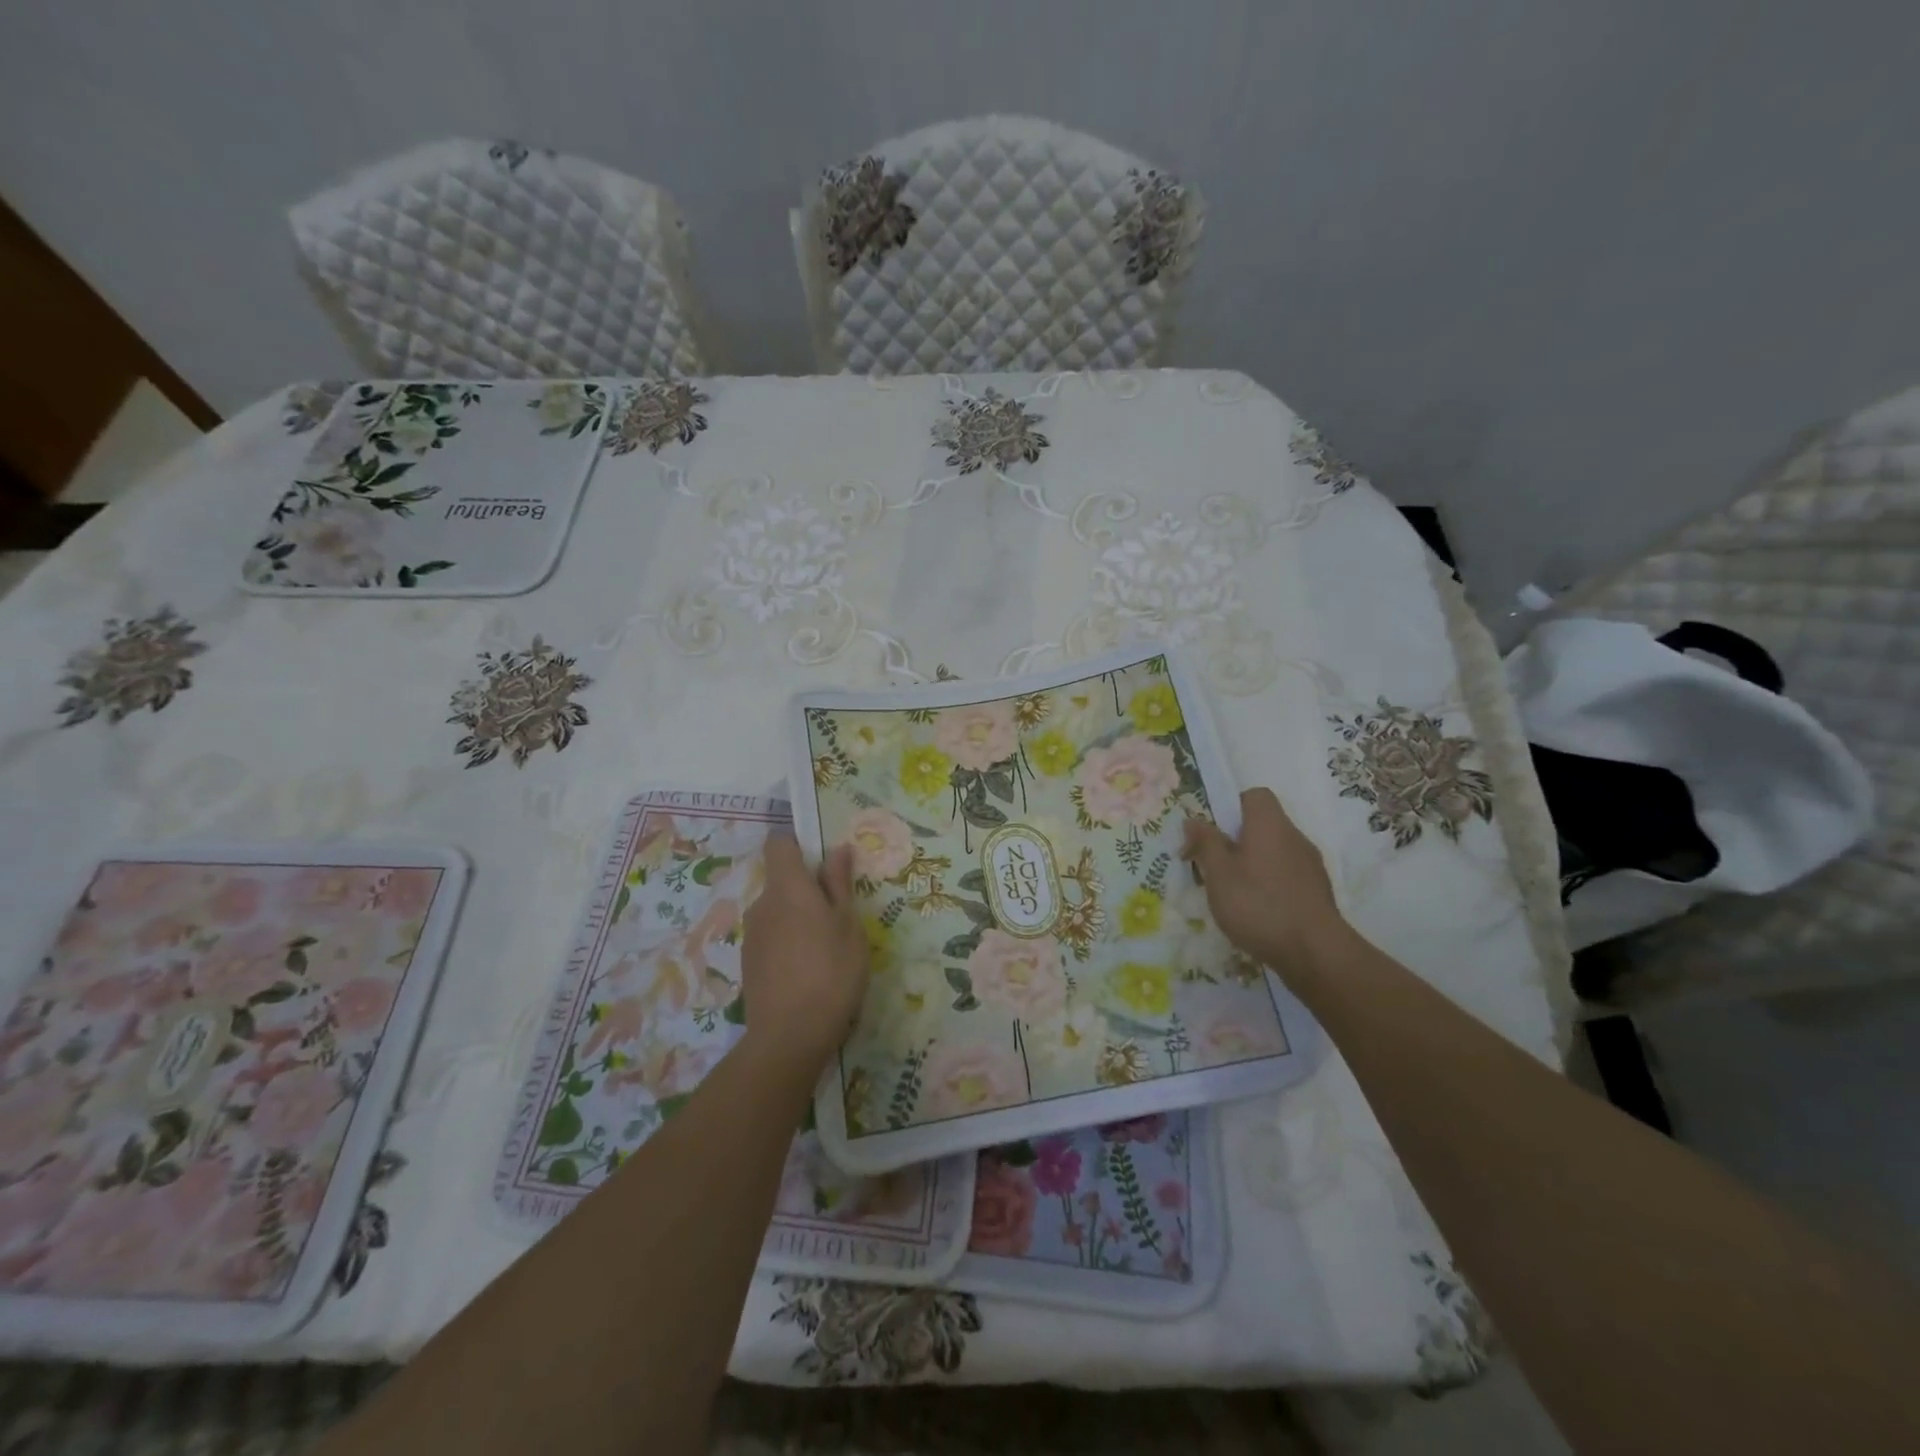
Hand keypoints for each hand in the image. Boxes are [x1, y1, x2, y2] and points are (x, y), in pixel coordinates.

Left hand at [739, 836, 867, 1072]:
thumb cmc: (831, 971)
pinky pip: (771, 937)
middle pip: (781, 880)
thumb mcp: (848, 924)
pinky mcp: (748, 963)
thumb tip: (837, 848)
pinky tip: (808, 971)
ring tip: (827, 948)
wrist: (790, 1036)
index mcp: (787, 887)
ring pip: (777, 911)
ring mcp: (751, 935)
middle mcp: (762, 904)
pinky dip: (788, 943)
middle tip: (839, 914)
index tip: (824, 862)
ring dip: (798, 918)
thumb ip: (839, 883)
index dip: (799, 844)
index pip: (779, 843)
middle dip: (807, 889)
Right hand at [1182, 788, 1349, 975]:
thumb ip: (1205, 843)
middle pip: (1262, 825)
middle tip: (1214, 868)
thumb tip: (1193, 819)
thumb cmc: (1258, 905)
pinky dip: (1270, 885)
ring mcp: (1311, 865)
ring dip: (1252, 865)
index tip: (1213, 834)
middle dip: (1236, 842)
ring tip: (1233, 895)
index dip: (1231, 807)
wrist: (1315, 953)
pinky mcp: (1318, 892)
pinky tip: (1258, 913)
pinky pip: (1287, 876)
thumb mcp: (1218, 873)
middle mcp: (1295, 837)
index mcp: (1270, 825)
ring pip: (1274, 852)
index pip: (1254, 795)